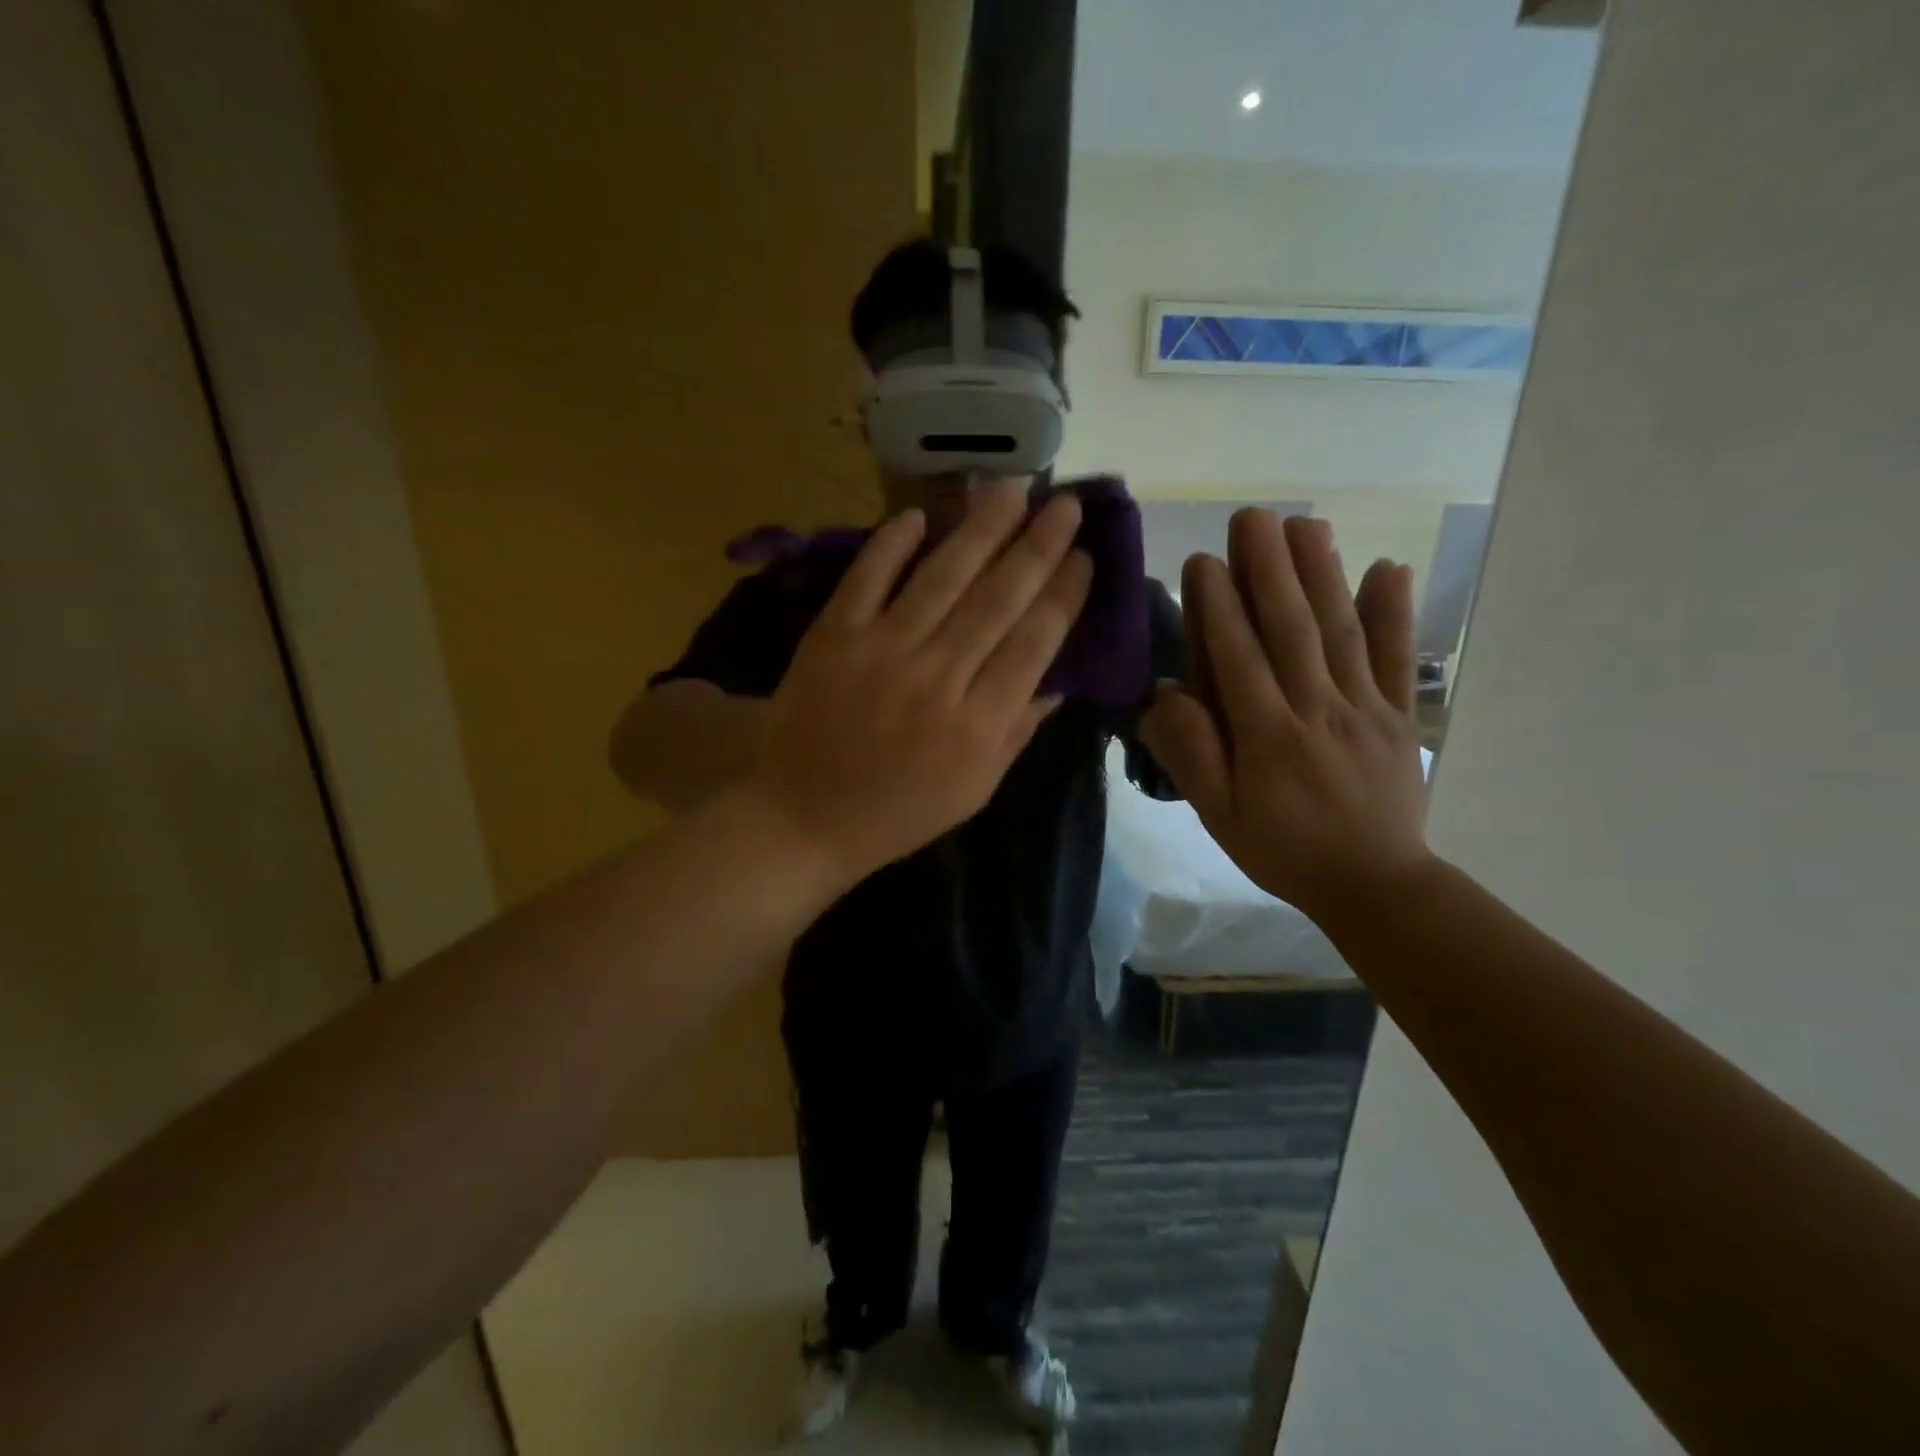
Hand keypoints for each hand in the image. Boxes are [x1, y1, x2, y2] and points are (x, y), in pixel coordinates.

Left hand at [742, 482, 1091, 884]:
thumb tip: (1059, 679)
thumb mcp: (974, 790)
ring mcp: (882, 650)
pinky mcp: (832, 637)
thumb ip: (1018, 731)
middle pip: (998, 598)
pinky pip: (867, 578)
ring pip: (942, 577)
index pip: (1035, 641)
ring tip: (1012, 489)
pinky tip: (919, 515)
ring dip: (980, 528)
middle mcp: (938, 676)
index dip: (1065, 593)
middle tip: (1066, 504)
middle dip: (1038, 546)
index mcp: (979, 722)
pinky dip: (891, 544)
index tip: (1085, 557)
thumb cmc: (898, 812)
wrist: (804, 818)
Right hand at [1139, 511, 1433, 925]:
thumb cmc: (1283, 849)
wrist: (1374, 884)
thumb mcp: (1218, 816)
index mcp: (1268, 736)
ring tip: (1305, 525)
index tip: (1204, 561)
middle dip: (1270, 570)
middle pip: (1292, 629)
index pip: (1239, 658)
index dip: (1219, 608)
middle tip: (1254, 517)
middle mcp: (1318, 709)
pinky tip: (1387, 568)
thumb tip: (1166, 694)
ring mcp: (1365, 708)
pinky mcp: (1399, 714)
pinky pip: (1397, 658)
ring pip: (1341, 631)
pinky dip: (1395, 612)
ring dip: (1322, 574)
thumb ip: (1191, 754)